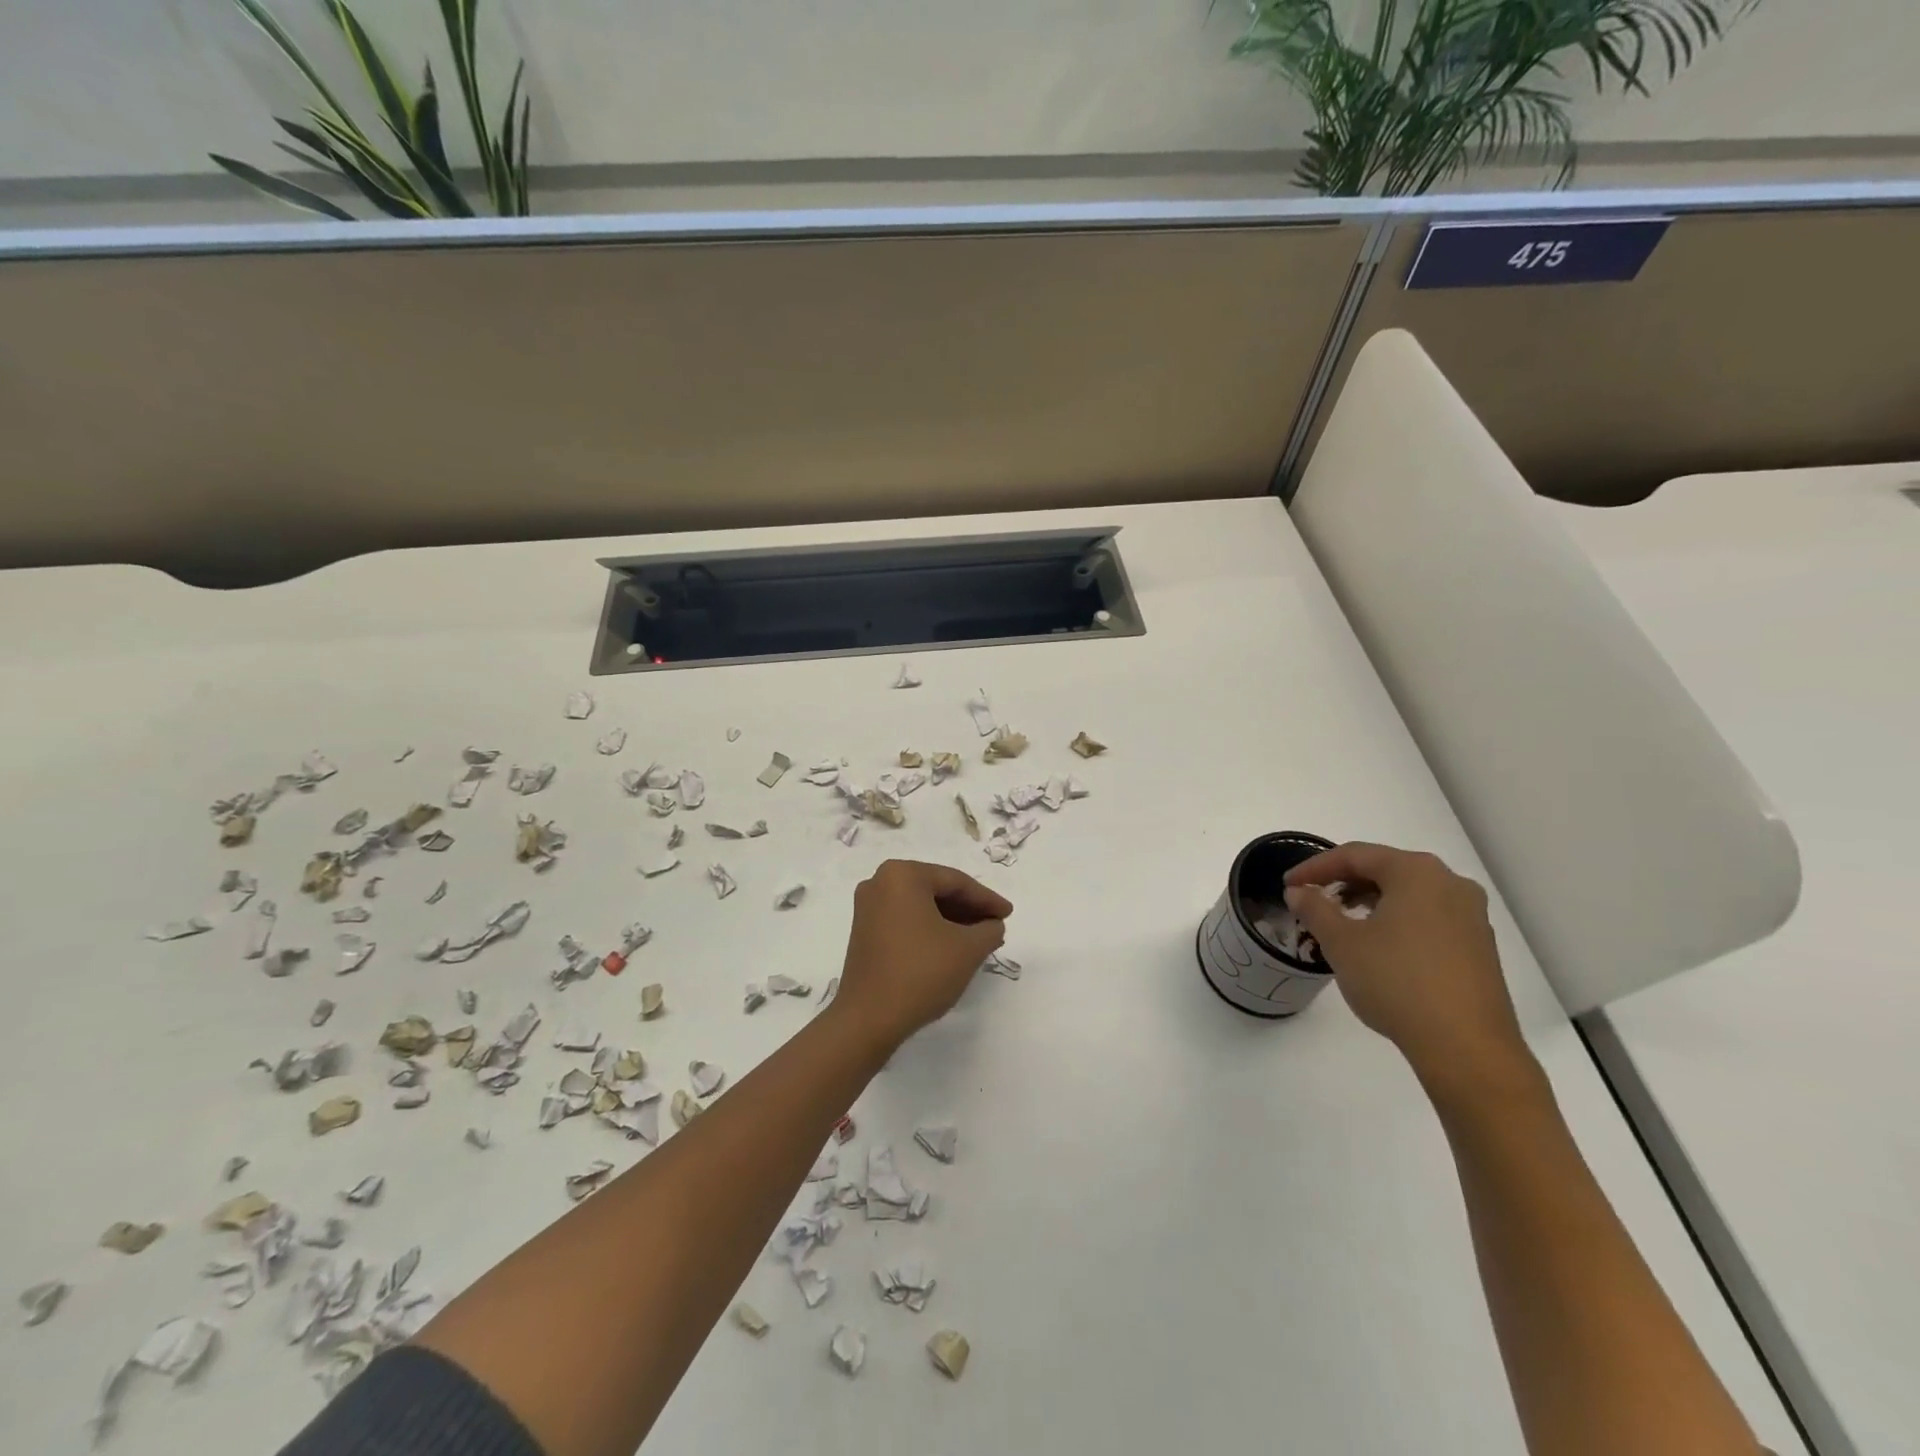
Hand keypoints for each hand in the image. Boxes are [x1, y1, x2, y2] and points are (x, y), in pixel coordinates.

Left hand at [833, 859, 1011, 1049]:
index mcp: (902, 875)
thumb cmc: (921, 973)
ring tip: (979, 940)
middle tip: (996, 925)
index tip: (1009, 914)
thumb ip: (989, 930)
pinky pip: (906, 920)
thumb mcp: (968, 949)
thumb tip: (993, 925)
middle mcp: (880, 882)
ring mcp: (868, 908)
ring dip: (952, 921)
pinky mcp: (864, 931)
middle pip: (936, 891)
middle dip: (969, 909)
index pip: (956, 882)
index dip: (987, 899)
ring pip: (921, 907)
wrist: (869, 1018)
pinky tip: (952, 947)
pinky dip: (931, 930)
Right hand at [1284, 842, 1532, 1092]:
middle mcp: (1450, 884)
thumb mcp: (1341, 942)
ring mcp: (1471, 916)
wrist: (1466, 1048)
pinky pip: (1428, 917)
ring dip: (1370, 901)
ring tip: (1341, 922)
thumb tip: (1299, 892)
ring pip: (1409, 894)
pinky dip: (1396, 920)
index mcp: (1416, 872)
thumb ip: (1315, 909)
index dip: (1315, 866)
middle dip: (1344, 881)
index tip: (1288, 885)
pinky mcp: (1479, 947)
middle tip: (1312, 899)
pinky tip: (1378, 945)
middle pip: (1385, 869)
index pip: (1355, 855)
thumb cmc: (1397, 982)